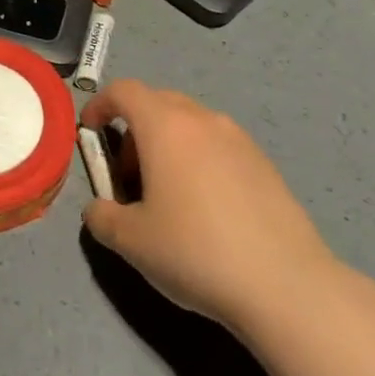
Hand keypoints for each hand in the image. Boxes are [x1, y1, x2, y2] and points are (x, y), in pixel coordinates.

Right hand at [81, 79, 339, 336]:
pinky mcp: (265, 164)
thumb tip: (99, 209)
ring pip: (191, 124)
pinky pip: (218, 146)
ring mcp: (239, 139)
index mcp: (165, 126)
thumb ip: (101, 216)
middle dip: (134, 129)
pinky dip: (198, 160)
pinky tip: (206, 209)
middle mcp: (203, 120)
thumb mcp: (130, 241)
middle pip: (158, 102)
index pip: (124, 91)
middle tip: (128, 175)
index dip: (100, 105)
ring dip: (168, 145)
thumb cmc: (195, 251)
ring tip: (167, 196)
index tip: (90, 134)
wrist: (284, 284)